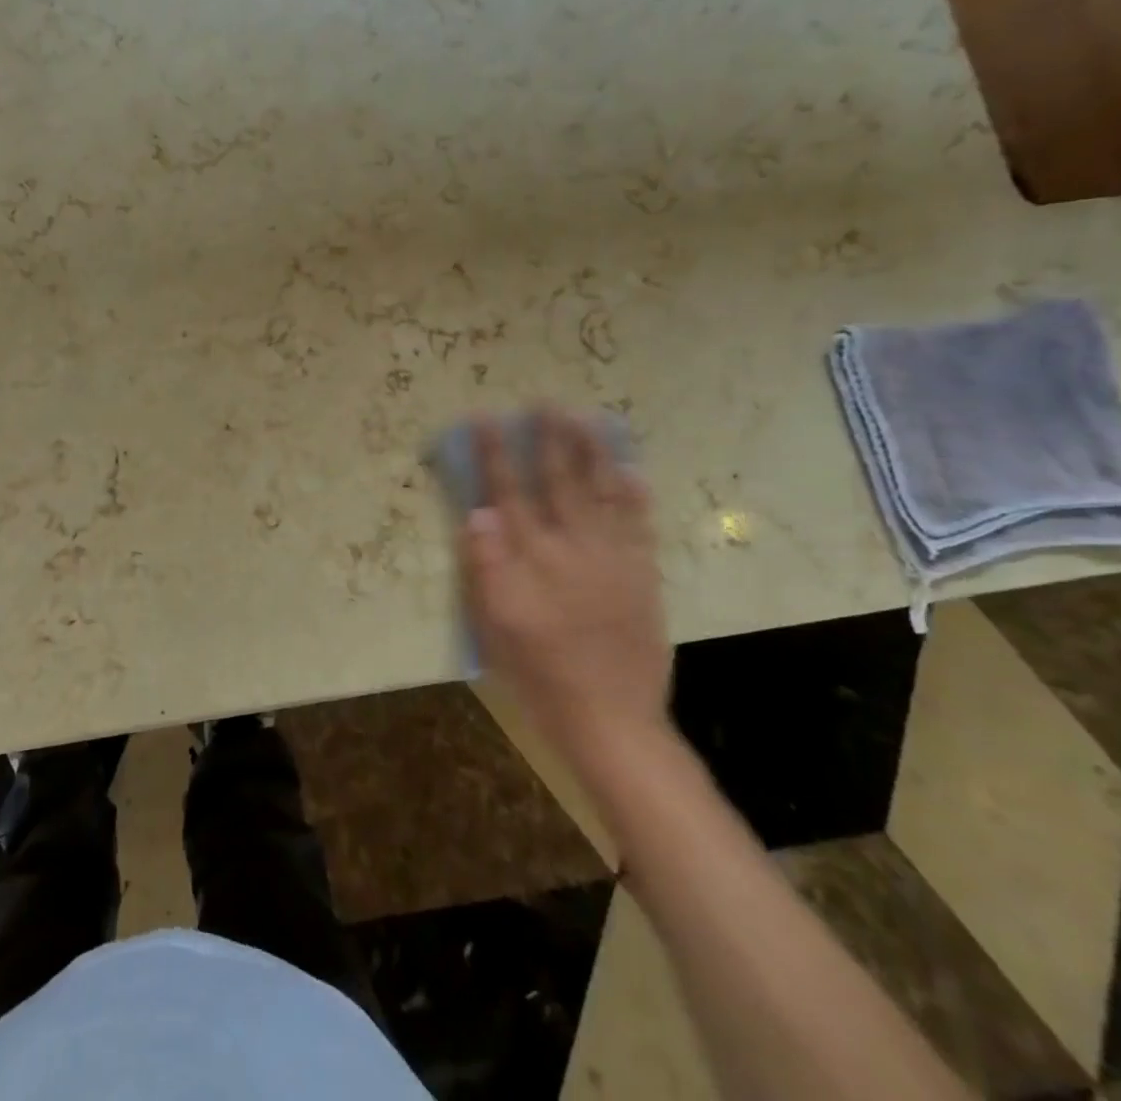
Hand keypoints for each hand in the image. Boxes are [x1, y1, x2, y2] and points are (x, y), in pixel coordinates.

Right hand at [460, 409, 669, 774]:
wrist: (609, 718)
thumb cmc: (538, 671)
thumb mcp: (495, 623)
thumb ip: (487, 565)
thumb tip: (478, 514)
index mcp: (533, 558)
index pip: (509, 493)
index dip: (494, 454)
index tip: (485, 418)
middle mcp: (575, 548)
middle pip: (560, 482)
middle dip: (550, 439)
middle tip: (545, 402)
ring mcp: (615, 560)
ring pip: (603, 494)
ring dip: (593, 454)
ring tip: (586, 420)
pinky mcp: (641, 577)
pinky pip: (639, 526)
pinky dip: (634, 496)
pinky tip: (630, 472)